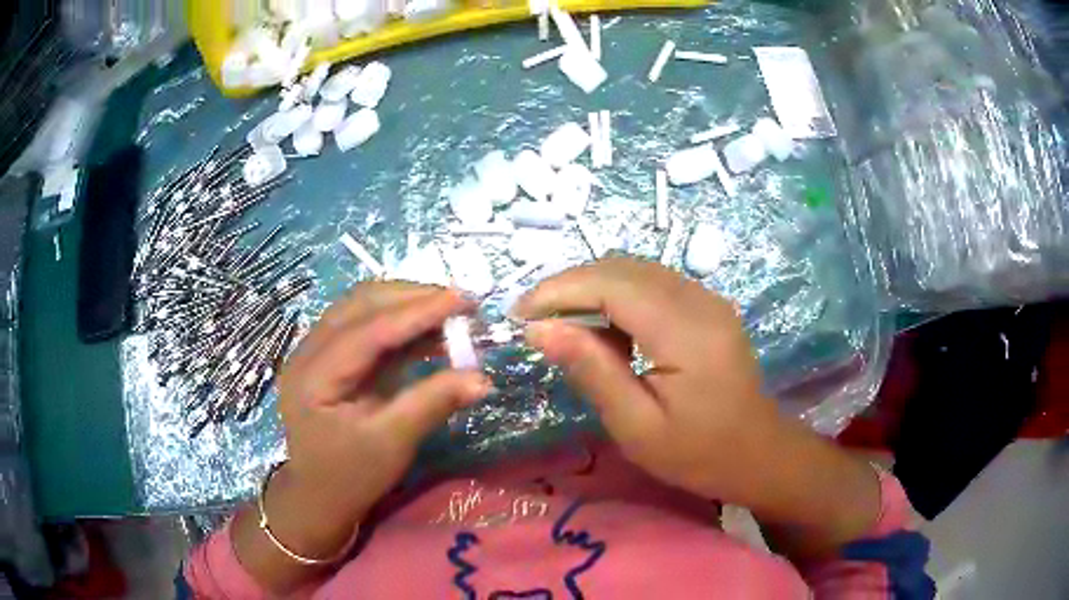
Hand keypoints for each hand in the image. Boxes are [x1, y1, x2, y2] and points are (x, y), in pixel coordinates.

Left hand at [276, 281, 490, 530]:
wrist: (319, 496)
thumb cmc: (351, 476)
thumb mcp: (392, 443)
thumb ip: (433, 403)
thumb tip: (482, 378)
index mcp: (314, 375)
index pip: (370, 330)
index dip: (418, 311)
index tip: (464, 299)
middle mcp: (308, 352)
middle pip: (361, 305)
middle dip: (413, 298)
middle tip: (461, 303)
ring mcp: (315, 351)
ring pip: (362, 308)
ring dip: (405, 304)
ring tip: (449, 313)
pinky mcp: (329, 358)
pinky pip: (365, 326)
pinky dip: (398, 324)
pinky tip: (428, 333)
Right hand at [513, 257, 781, 502]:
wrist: (757, 453)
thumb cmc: (698, 453)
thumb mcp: (637, 426)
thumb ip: (591, 370)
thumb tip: (539, 330)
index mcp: (685, 332)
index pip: (611, 284)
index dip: (559, 290)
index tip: (519, 315)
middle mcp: (699, 300)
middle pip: (621, 268)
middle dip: (569, 286)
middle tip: (534, 321)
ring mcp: (706, 298)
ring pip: (635, 270)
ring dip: (591, 289)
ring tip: (561, 326)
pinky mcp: (706, 305)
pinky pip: (651, 284)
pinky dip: (616, 297)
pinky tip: (603, 330)